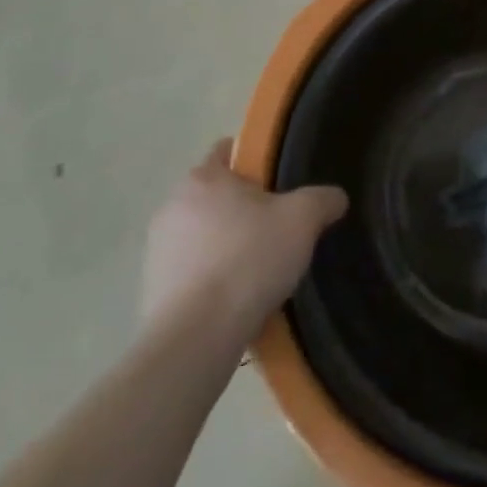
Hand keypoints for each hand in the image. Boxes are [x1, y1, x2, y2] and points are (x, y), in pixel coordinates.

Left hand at [141, 139, 346, 337]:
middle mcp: (172, 205)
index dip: (256, 162)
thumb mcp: (303, 219)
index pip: (228, 151)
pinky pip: (191, 273)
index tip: (280, 184)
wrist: (197, 335)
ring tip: (260, 271)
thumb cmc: (249, 259)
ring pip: (203, 235)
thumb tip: (334, 197)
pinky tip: (237, 300)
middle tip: (278, 229)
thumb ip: (323, 199)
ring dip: (226, 245)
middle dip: (244, 209)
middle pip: (216, 195)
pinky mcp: (152, 289)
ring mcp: (157, 249)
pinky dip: (211, 280)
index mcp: (203, 177)